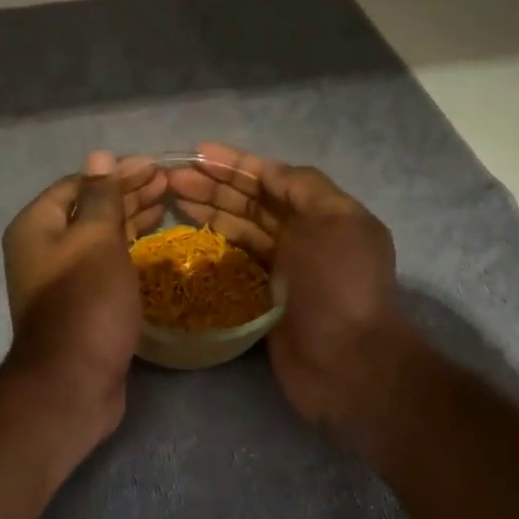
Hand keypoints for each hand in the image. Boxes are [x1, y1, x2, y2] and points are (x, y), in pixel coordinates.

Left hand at [0, 150, 165, 442]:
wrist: (72, 382)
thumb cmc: (85, 302)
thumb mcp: (96, 240)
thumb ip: (101, 198)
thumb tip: (100, 157)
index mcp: (36, 226)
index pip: (78, 184)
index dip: (117, 173)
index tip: (156, 166)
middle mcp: (42, 249)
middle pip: (88, 209)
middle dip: (128, 194)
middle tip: (168, 183)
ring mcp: (61, 280)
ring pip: (99, 238)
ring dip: (131, 219)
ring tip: (168, 204)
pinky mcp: (81, 304)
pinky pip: (105, 265)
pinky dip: (129, 250)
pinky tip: (153, 244)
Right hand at [167, 143, 417, 447]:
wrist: (347, 364)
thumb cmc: (339, 287)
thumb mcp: (334, 222)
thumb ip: (303, 188)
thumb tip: (269, 171)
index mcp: (322, 214)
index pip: (274, 179)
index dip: (236, 164)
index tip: (198, 154)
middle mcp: (303, 237)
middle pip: (253, 202)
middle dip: (215, 185)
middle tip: (171, 178)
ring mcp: (283, 270)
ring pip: (240, 230)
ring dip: (209, 211)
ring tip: (171, 198)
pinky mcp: (264, 300)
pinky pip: (235, 264)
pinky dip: (214, 248)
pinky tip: (187, 238)